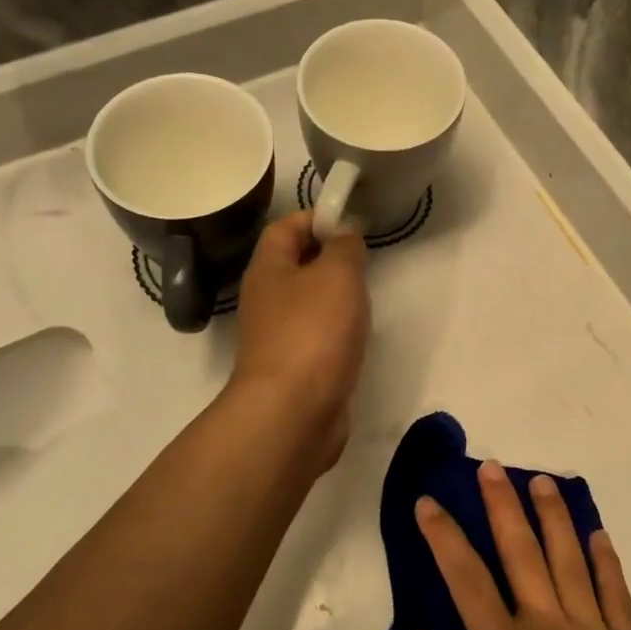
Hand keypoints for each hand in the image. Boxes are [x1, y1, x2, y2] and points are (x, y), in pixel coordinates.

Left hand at [230, 211, 369, 457]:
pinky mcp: (293, 368)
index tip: (352, 221)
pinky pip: (315, 336)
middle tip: (365, 260)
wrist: (293, 412)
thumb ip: (344, 247)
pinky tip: (357, 337)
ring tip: (365, 297)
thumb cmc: (313, 332)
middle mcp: (265, 299)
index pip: (285, 227)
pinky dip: (335, 331)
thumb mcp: (337, 275)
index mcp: (268, 269)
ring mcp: (277, 336)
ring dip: (333, 296)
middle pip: (294, 265)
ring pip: (306, 302)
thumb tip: (344, 232)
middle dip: (328, 257)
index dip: (316, 217)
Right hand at [404, 463, 630, 629]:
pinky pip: (615, 593)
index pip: (466, 578)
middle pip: (521, 552)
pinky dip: (604, 560)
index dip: (444, 536)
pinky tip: (597, 534)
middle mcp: (547, 627)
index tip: (429, 502)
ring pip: (569, 560)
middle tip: (492, 466)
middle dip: (502, 505)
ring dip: (553, 517)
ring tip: (541, 481)